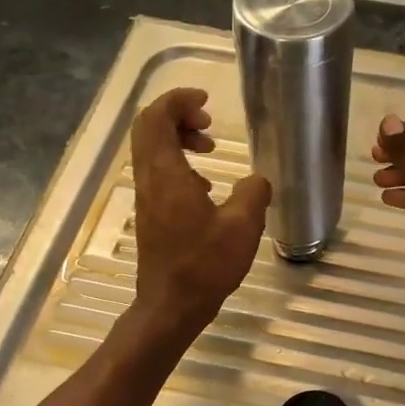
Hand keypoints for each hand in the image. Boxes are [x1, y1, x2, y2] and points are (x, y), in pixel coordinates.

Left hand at [129, 88, 270, 338]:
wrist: (171, 305)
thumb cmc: (205, 265)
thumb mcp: (242, 226)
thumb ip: (253, 193)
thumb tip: (258, 180)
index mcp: (166, 174)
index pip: (156, 118)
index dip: (178, 100)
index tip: (206, 100)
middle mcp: (149, 180)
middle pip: (148, 128)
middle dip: (177, 115)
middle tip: (208, 122)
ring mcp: (146, 198)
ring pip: (152, 151)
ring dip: (178, 139)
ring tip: (210, 149)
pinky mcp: (151, 215)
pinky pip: (158, 173)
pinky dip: (178, 164)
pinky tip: (206, 187)